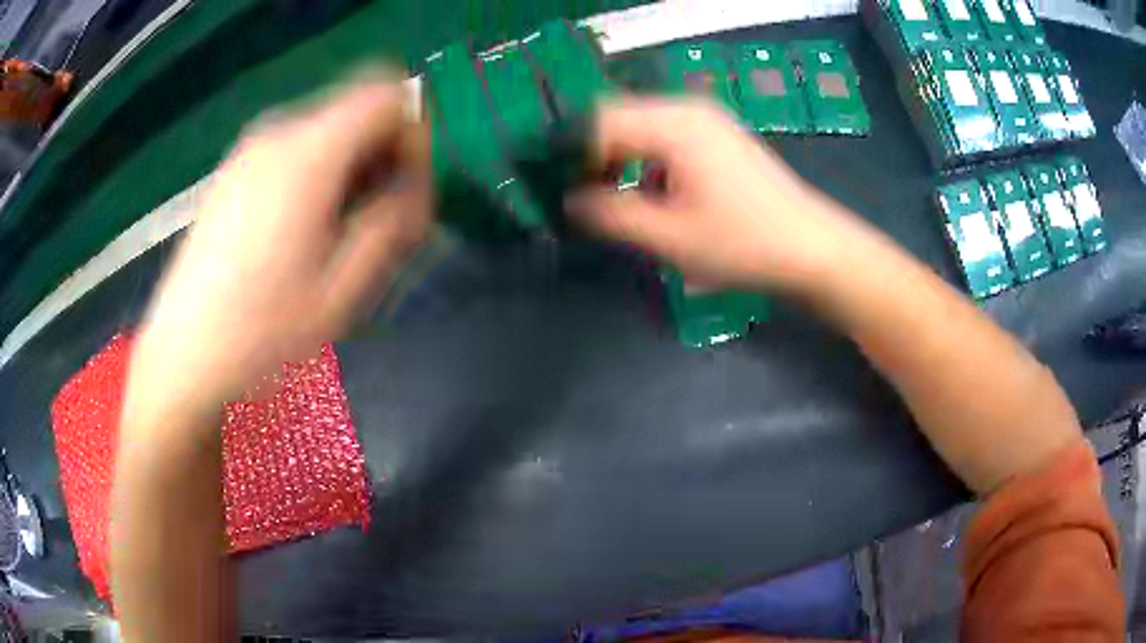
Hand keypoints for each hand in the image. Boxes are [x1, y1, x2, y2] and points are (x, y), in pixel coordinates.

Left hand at [126, 74, 429, 420]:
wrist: (184, 352)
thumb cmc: (261, 331)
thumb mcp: (341, 291)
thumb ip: (390, 225)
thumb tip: (415, 188)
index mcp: (308, 155)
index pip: (387, 97)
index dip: (414, 133)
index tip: (409, 190)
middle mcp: (279, 134)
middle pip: (359, 109)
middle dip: (385, 155)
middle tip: (383, 221)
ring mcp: (251, 149)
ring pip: (329, 129)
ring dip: (353, 167)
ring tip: (342, 232)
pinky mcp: (236, 169)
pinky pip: (297, 147)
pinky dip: (320, 171)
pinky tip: (304, 228)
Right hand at [569, 97, 877, 292]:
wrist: (813, 249)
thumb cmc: (744, 244)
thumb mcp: (669, 237)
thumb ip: (611, 215)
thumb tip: (570, 202)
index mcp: (673, 124)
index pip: (599, 121)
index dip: (572, 155)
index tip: (560, 192)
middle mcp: (687, 109)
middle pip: (619, 119)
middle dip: (594, 157)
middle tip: (583, 200)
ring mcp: (708, 120)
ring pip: (642, 128)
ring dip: (621, 160)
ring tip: (616, 202)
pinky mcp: (719, 136)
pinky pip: (667, 138)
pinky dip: (648, 162)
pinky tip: (655, 196)